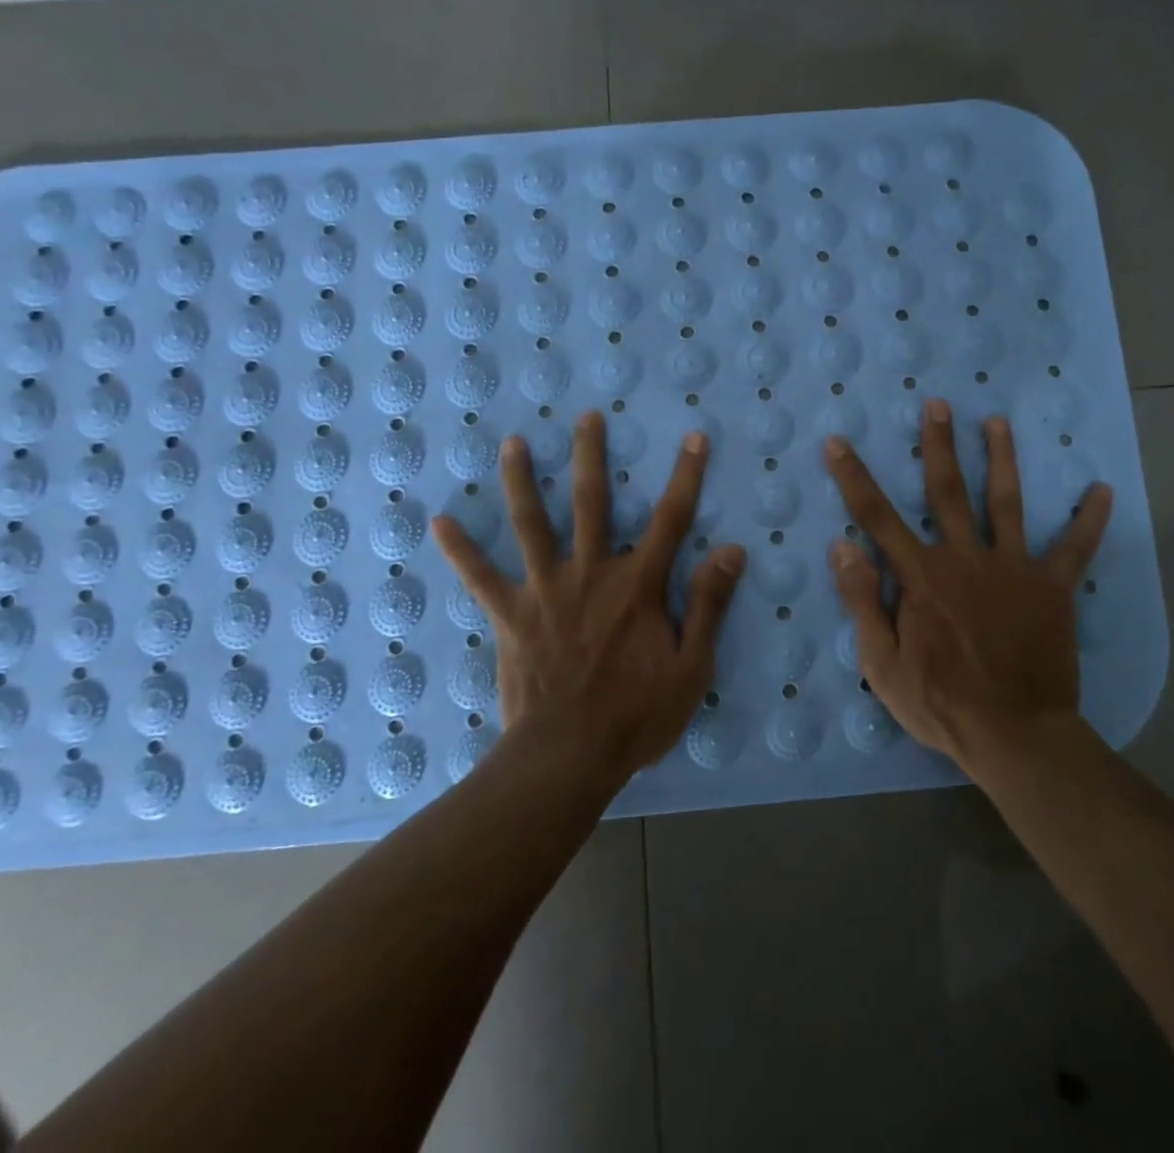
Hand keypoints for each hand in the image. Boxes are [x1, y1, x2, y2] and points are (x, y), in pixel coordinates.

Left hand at [431, 412, 746, 783]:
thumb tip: (732, 550)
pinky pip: (481, 577)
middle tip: (586, 416)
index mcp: (637, 586)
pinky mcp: (511, 615)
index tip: (694, 437)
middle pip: (591, 503)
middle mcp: (590, 574)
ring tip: (512, 443)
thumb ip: (709, 604)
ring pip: (532, 524)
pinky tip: (440, 521)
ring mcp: (545, 591)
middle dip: (591, 456)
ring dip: (521, 481)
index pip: (672, 519)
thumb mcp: (691, 667)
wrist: (566, 757)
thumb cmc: (636, 715)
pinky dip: (462, 549)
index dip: (686, 476)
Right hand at [824, 400, 1111, 766]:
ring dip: (1001, 459)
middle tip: (938, 404)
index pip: (876, 517)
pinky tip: (1102, 490)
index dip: (853, 477)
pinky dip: (1089, 520)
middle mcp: (965, 558)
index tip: (838, 442)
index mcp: (921, 575)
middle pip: (947, 491)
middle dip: (939, 445)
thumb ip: (863, 601)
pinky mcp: (1051, 588)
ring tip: (998, 422)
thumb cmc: (941, 703)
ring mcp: (1012, 569)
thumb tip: (843, 547)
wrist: (1015, 734)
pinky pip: (1073, 549)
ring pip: (1005, 503)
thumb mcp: (882, 662)